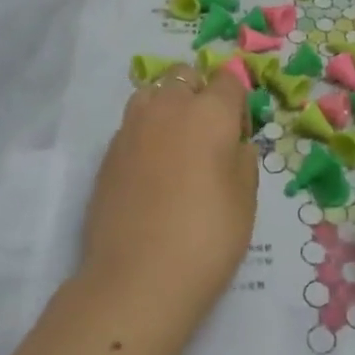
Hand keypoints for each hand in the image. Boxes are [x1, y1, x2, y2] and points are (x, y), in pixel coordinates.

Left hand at [0, 67, 256, 354]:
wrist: (138, 278)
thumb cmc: (208, 237)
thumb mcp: (246, 199)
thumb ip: (243, 158)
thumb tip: (232, 144)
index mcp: (210, 112)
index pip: (227, 79)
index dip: (236, 100)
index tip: (238, 131)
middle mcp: (169, 108)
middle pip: (184, 76)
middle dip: (199, 92)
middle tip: (207, 133)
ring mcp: (132, 128)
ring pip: (152, 93)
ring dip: (166, 105)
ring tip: (175, 143)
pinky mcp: (108, 153)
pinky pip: (132, 125)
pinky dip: (145, 133)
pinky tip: (151, 169)